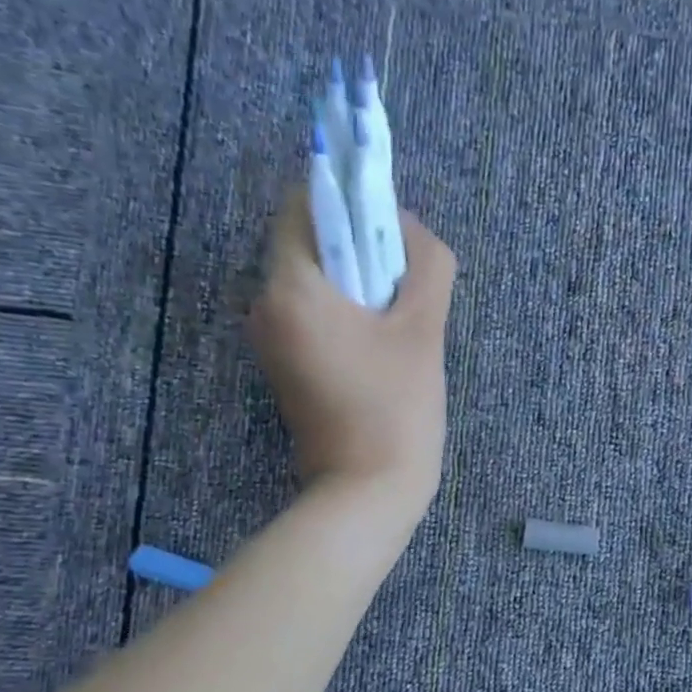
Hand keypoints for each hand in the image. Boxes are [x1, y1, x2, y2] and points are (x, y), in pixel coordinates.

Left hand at [248, 187, 455, 512]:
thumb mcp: (423, 331)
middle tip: (406, 285)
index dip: (351, 198)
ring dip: (357, 283)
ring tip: (400, 320)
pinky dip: (346, 312)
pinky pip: (312, 314)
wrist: (367, 493)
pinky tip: (382, 345)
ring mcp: (271, 339)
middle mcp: (265, 305)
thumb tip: (409, 227)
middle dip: (360, 247)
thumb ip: (426, 264)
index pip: (304, 202)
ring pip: (314, 280)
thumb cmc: (395, 410)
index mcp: (290, 287)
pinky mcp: (284, 366)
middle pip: (310, 242)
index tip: (393, 229)